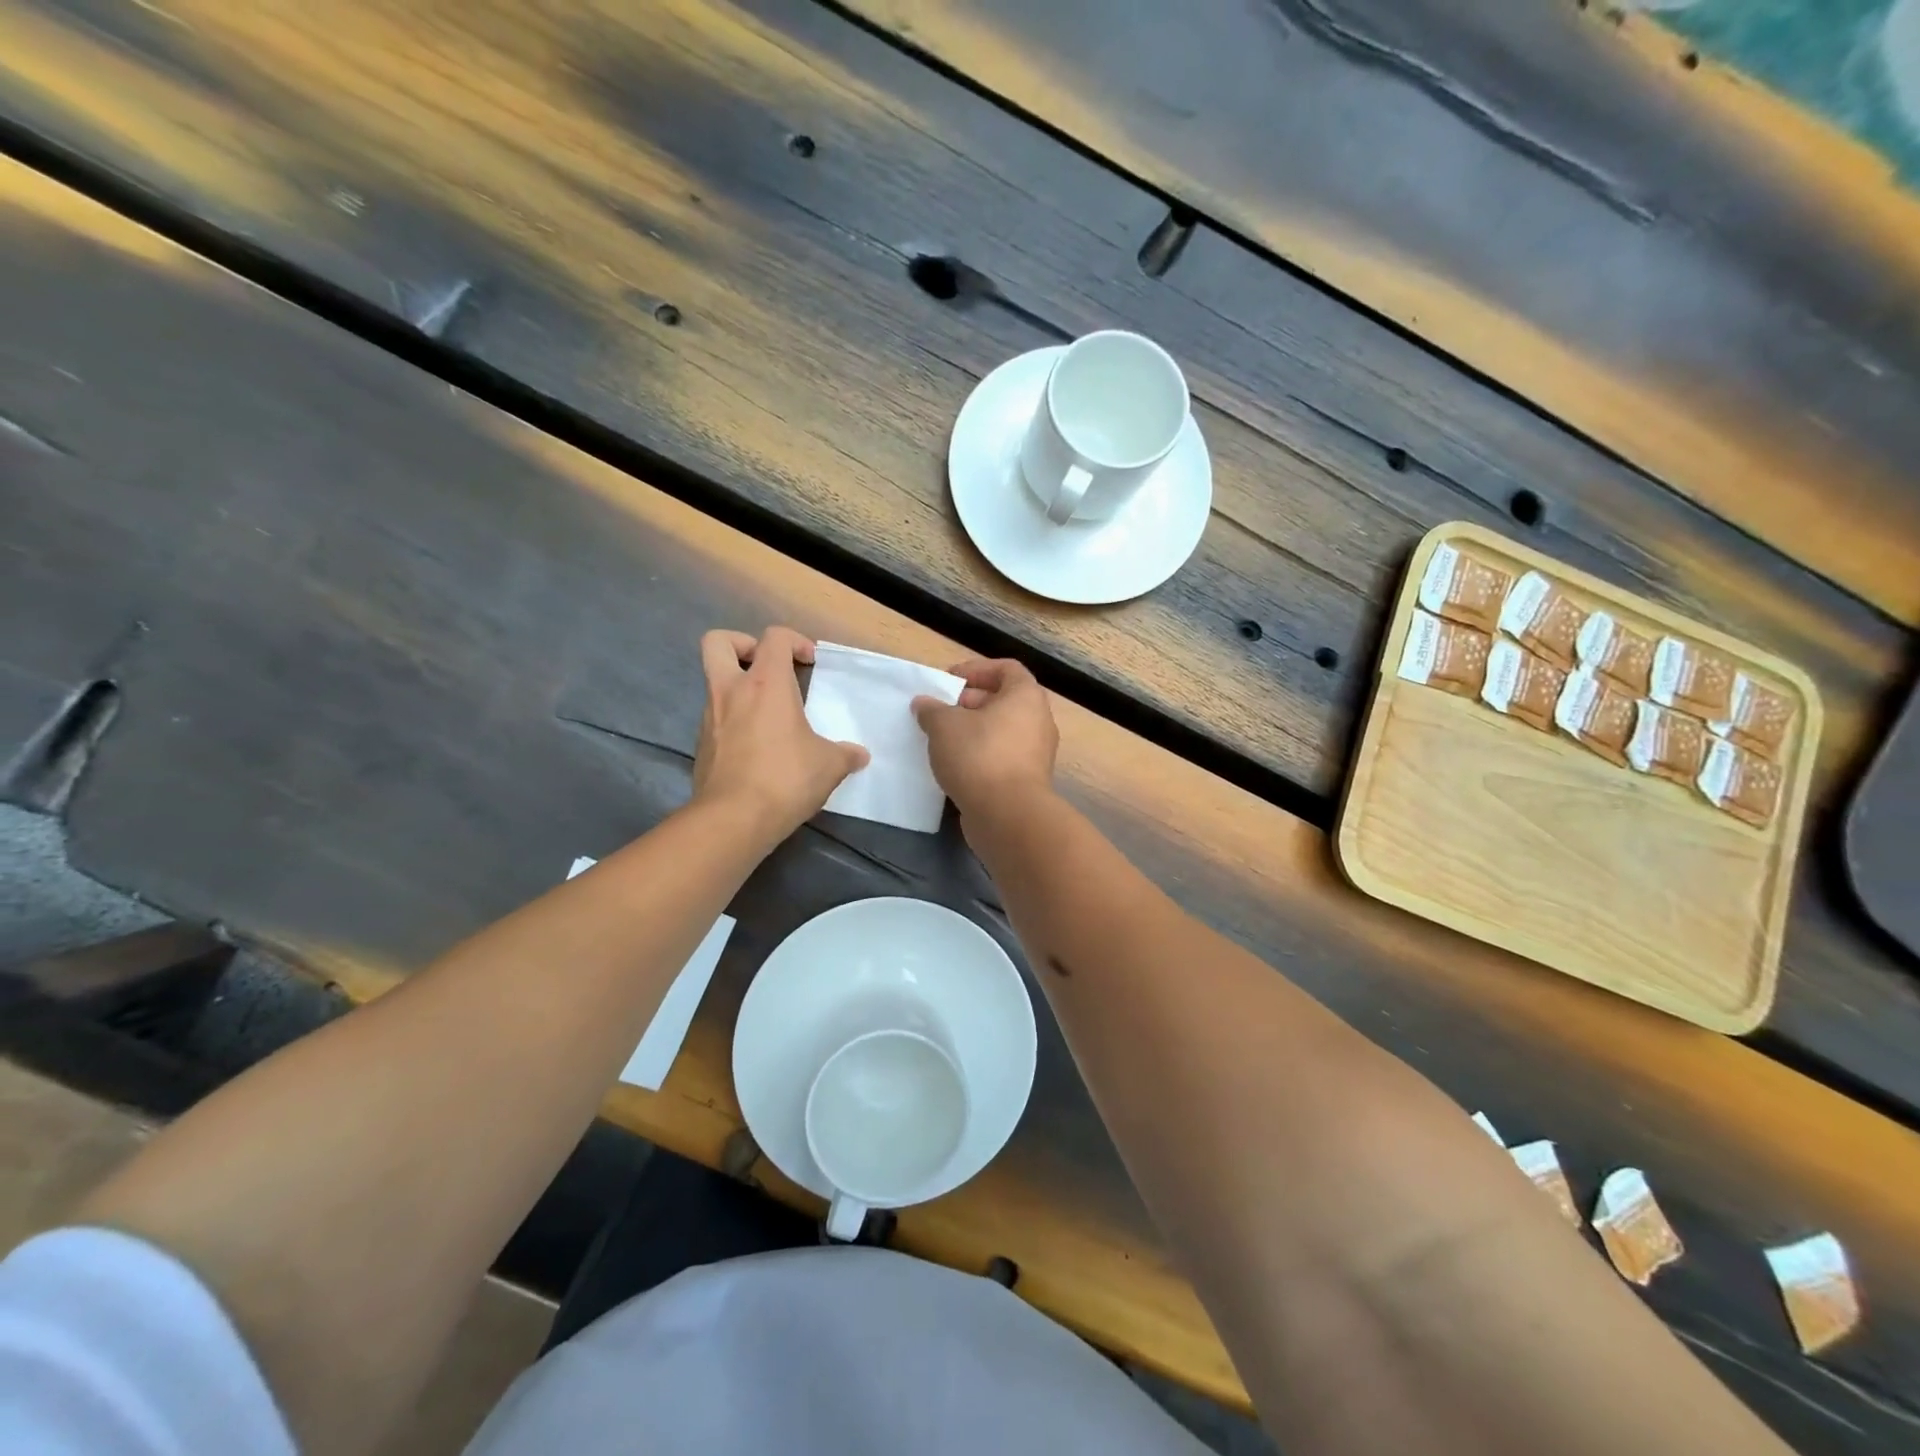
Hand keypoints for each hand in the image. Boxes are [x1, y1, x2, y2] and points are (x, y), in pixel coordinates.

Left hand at [693, 627, 868, 841]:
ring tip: (768, 716)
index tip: (810, 663)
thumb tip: (859, 756)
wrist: (733, 819)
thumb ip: (845, 755)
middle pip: (719, 642)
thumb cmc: (786, 778)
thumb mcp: (829, 766)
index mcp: (766, 684)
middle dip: (742, 645)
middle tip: (766, 667)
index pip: (774, 637)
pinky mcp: (701, 746)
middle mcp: (731, 692)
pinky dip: (734, 722)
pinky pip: (716, 720)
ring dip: (739, 689)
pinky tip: (756, 748)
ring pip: (715, 684)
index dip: (794, 641)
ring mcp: (710, 718)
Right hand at [912, 657, 1058, 819]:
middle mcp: (1038, 720)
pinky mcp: (1028, 780)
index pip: (1006, 669)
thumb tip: (924, 704)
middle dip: (969, 702)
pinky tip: (955, 765)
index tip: (948, 681)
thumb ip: (932, 709)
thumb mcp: (944, 725)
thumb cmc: (979, 756)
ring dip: (973, 731)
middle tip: (940, 711)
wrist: (1007, 815)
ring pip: (1002, 731)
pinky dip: (981, 755)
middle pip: (1003, 700)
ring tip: (942, 739)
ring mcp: (1037, 753)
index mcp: (1026, 696)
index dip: (976, 670)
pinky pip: (1002, 756)